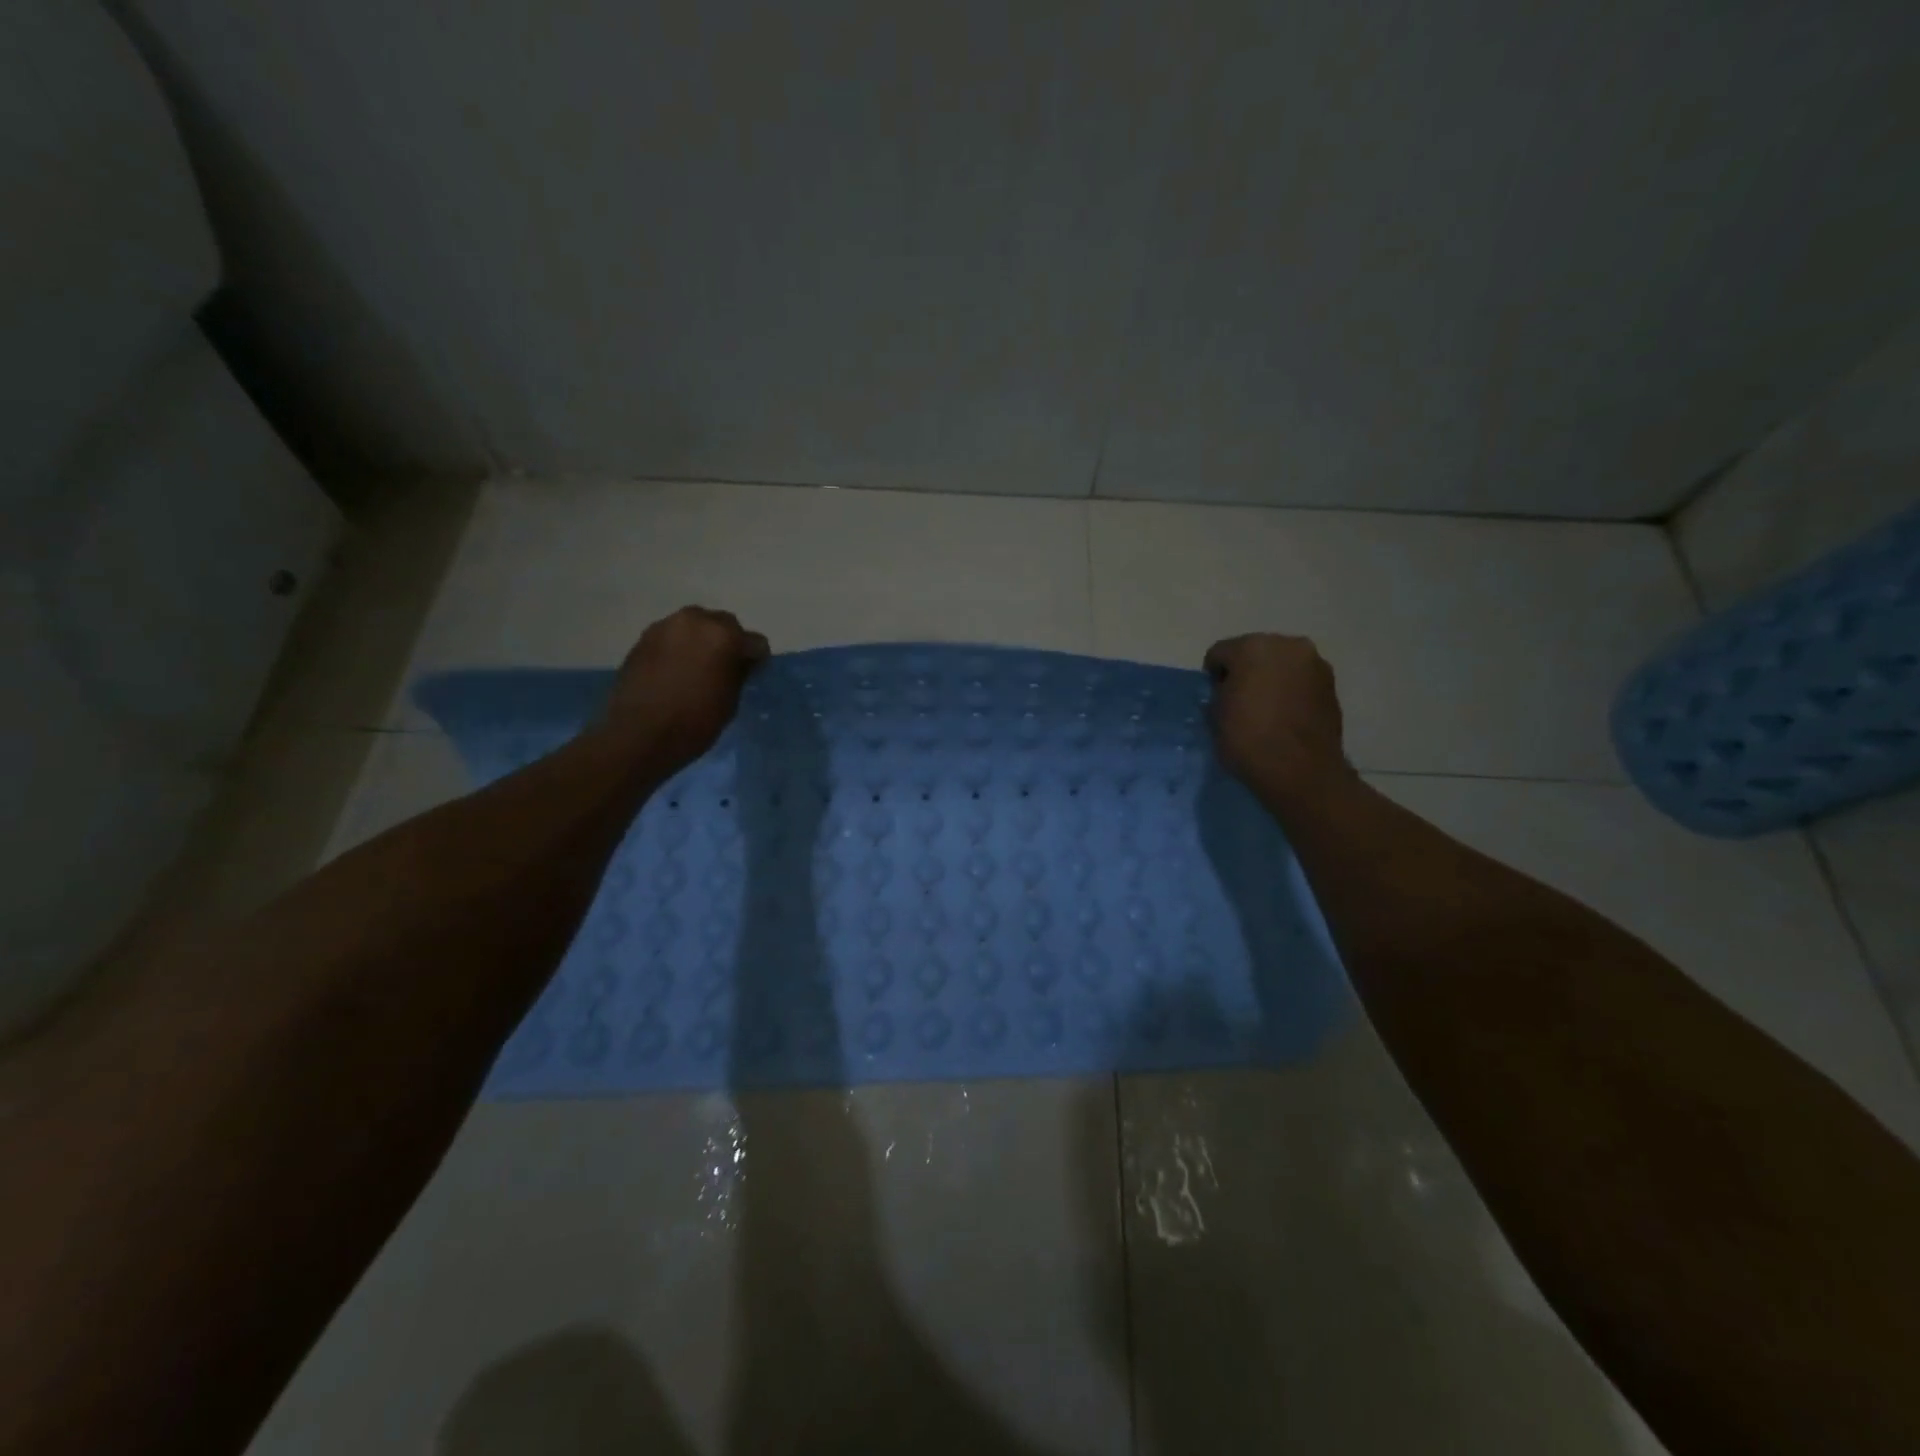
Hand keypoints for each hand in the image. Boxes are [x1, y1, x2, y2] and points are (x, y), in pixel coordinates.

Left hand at [601, 607, 769, 767]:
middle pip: (723, 624)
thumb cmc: (693, 722)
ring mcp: (666, 626)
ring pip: (695, 627)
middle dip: (728, 642)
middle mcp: (695, 620)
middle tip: (725, 668)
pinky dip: (679, 648)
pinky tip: (675, 671)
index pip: (755, 642)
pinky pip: (672, 636)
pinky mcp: (643, 638)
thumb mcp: (730, 701)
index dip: (756, 659)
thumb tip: (741, 662)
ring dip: (701, 642)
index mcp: (724, 635)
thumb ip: (739, 673)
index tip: (752, 675)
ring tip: (697, 668)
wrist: (637, 734)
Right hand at [1203, 633, 1350, 803]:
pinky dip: (1290, 690)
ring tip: (1265, 709)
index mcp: (1252, 647)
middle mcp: (1287, 645)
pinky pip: (1300, 680)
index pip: (1219, 653)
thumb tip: (1228, 692)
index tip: (1214, 698)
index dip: (1212, 676)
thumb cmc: (1249, 739)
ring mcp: (1314, 663)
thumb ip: (1219, 694)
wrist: (1301, 771)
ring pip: (1281, 664)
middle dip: (1245, 671)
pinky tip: (1285, 714)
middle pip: (1254, 651)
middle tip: (1239, 700)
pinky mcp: (1331, 684)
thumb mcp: (1215, 716)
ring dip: (1270, 679)